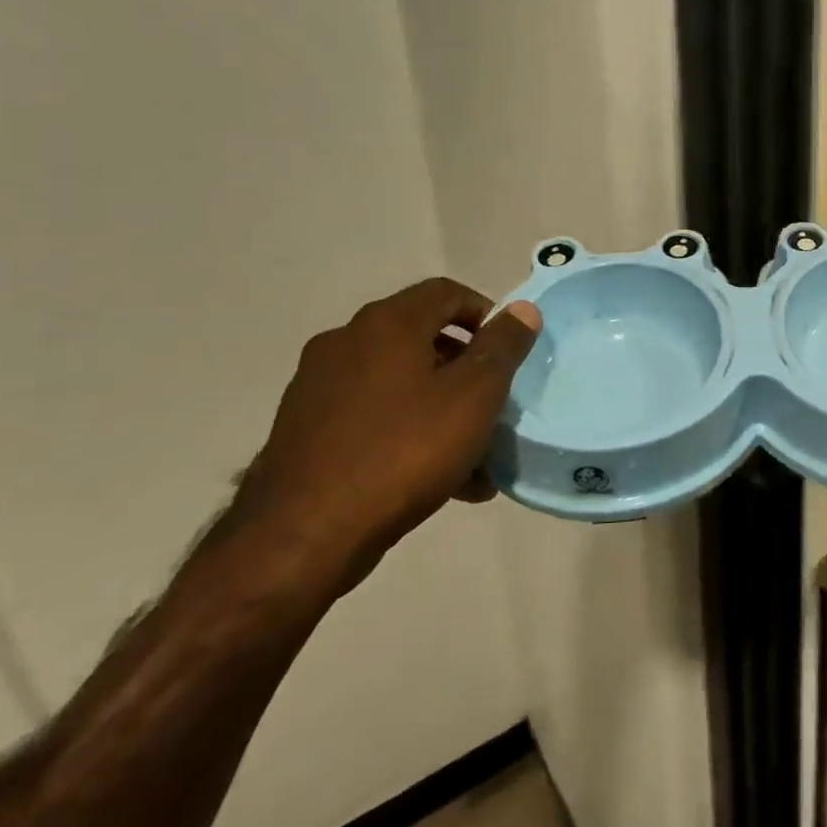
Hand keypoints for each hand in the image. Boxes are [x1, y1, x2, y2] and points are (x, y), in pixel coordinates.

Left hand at [230, 279, 540, 593]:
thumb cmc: (404, 451)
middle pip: (422, 338)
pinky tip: (436, 479)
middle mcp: (346, 342)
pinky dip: (407, 432)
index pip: (446, 292)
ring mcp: (318, 386)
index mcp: (387, 324)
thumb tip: (522, 309)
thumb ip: (503, 347)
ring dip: (441, 407)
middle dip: (466, 369)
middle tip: (494, 403)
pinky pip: (372, 417)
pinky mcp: (304, 429)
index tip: (508, 351)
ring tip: (474, 455)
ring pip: (399, 384)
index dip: (485, 313)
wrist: (304, 534)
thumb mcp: (474, 396)